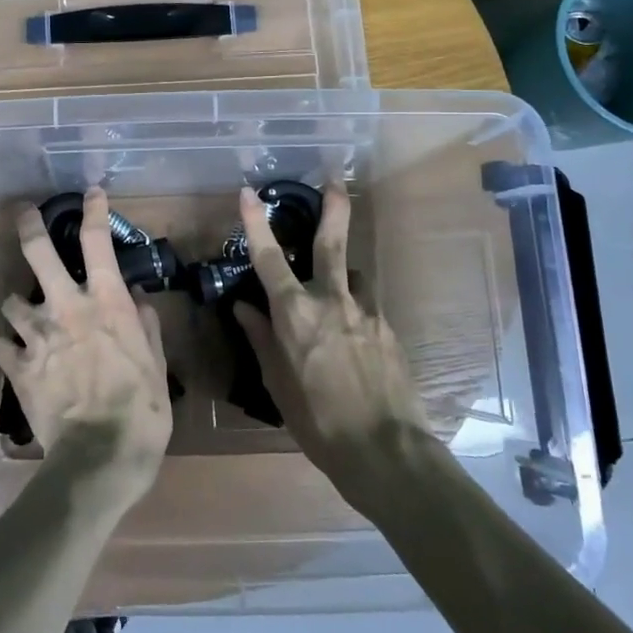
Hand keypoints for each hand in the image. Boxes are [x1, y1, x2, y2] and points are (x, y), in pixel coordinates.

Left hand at [0, 188, 172, 501]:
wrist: (99, 457)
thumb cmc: (141, 409)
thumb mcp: (157, 364)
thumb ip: (145, 325)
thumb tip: (136, 297)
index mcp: (105, 302)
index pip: (97, 241)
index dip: (94, 210)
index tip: (91, 193)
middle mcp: (66, 308)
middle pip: (38, 252)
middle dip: (29, 227)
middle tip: (24, 214)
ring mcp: (37, 336)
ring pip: (11, 300)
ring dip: (17, 304)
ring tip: (23, 314)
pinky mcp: (17, 367)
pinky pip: (0, 346)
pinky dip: (5, 346)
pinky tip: (11, 353)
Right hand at [233, 184, 434, 496]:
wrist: (386, 453)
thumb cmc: (318, 422)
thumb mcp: (278, 384)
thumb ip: (261, 339)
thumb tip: (243, 308)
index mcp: (295, 315)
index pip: (269, 258)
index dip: (257, 223)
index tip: (248, 192)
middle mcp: (331, 302)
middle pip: (331, 243)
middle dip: (333, 208)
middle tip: (334, 179)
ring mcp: (366, 313)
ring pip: (353, 276)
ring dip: (342, 275)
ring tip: (335, 297)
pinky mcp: (389, 329)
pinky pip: (367, 306)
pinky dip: (355, 309)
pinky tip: (354, 338)